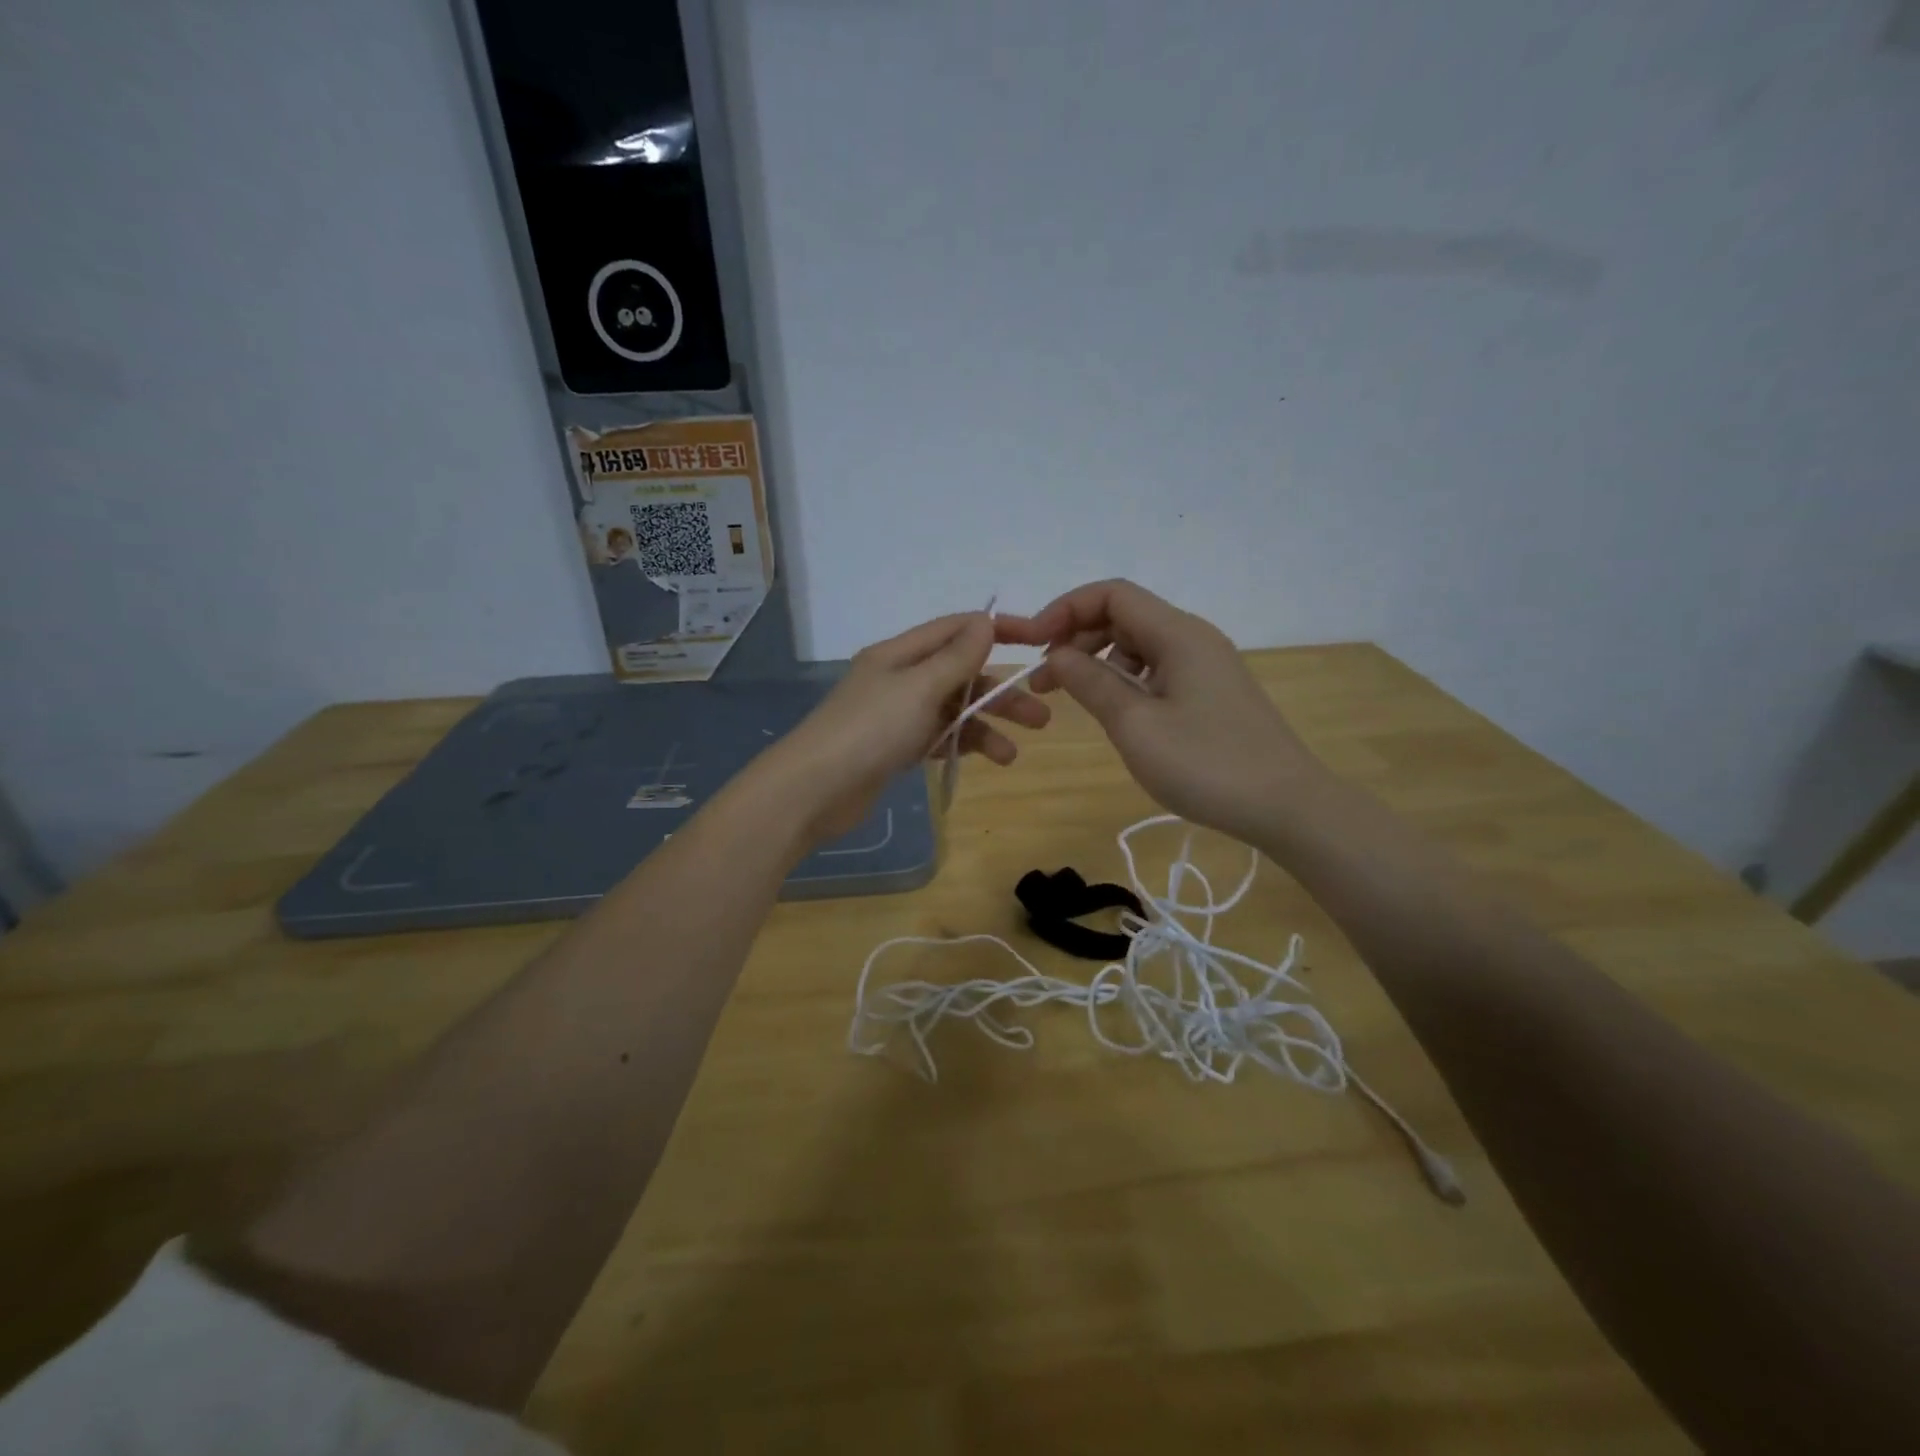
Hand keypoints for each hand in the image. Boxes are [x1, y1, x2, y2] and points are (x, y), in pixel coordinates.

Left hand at [761, 612, 1049, 843]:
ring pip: (953, 710)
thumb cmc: (869, 730)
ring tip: (1012, 754)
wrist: (814, 790)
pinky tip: (986, 760)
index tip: (1039, 644)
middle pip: (960, 674)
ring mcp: (896, 715)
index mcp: (900, 653)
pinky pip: (939, 737)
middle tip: (1040, 716)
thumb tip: (987, 622)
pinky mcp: (895, 748)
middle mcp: (899, 678)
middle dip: (999, 692)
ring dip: (985, 726)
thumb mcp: (919, 687)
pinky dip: (963, 744)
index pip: (957, 629)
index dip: (998, 632)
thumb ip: (956, 657)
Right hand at [997, 580, 1322, 843]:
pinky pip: (1157, 668)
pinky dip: (1124, 679)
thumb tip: (1057, 654)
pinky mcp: (1211, 691)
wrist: (1286, 806)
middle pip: (1124, 616)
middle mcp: (1193, 637)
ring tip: (1071, 698)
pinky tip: (1114, 710)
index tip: (1032, 644)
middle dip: (1076, 638)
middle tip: (1043, 680)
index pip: (1112, 595)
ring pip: (1139, 644)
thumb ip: (1091, 682)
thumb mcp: (1135, 725)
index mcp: (1178, 634)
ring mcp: (1206, 665)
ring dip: (1098, 661)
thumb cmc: (1206, 764)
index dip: (1065, 609)